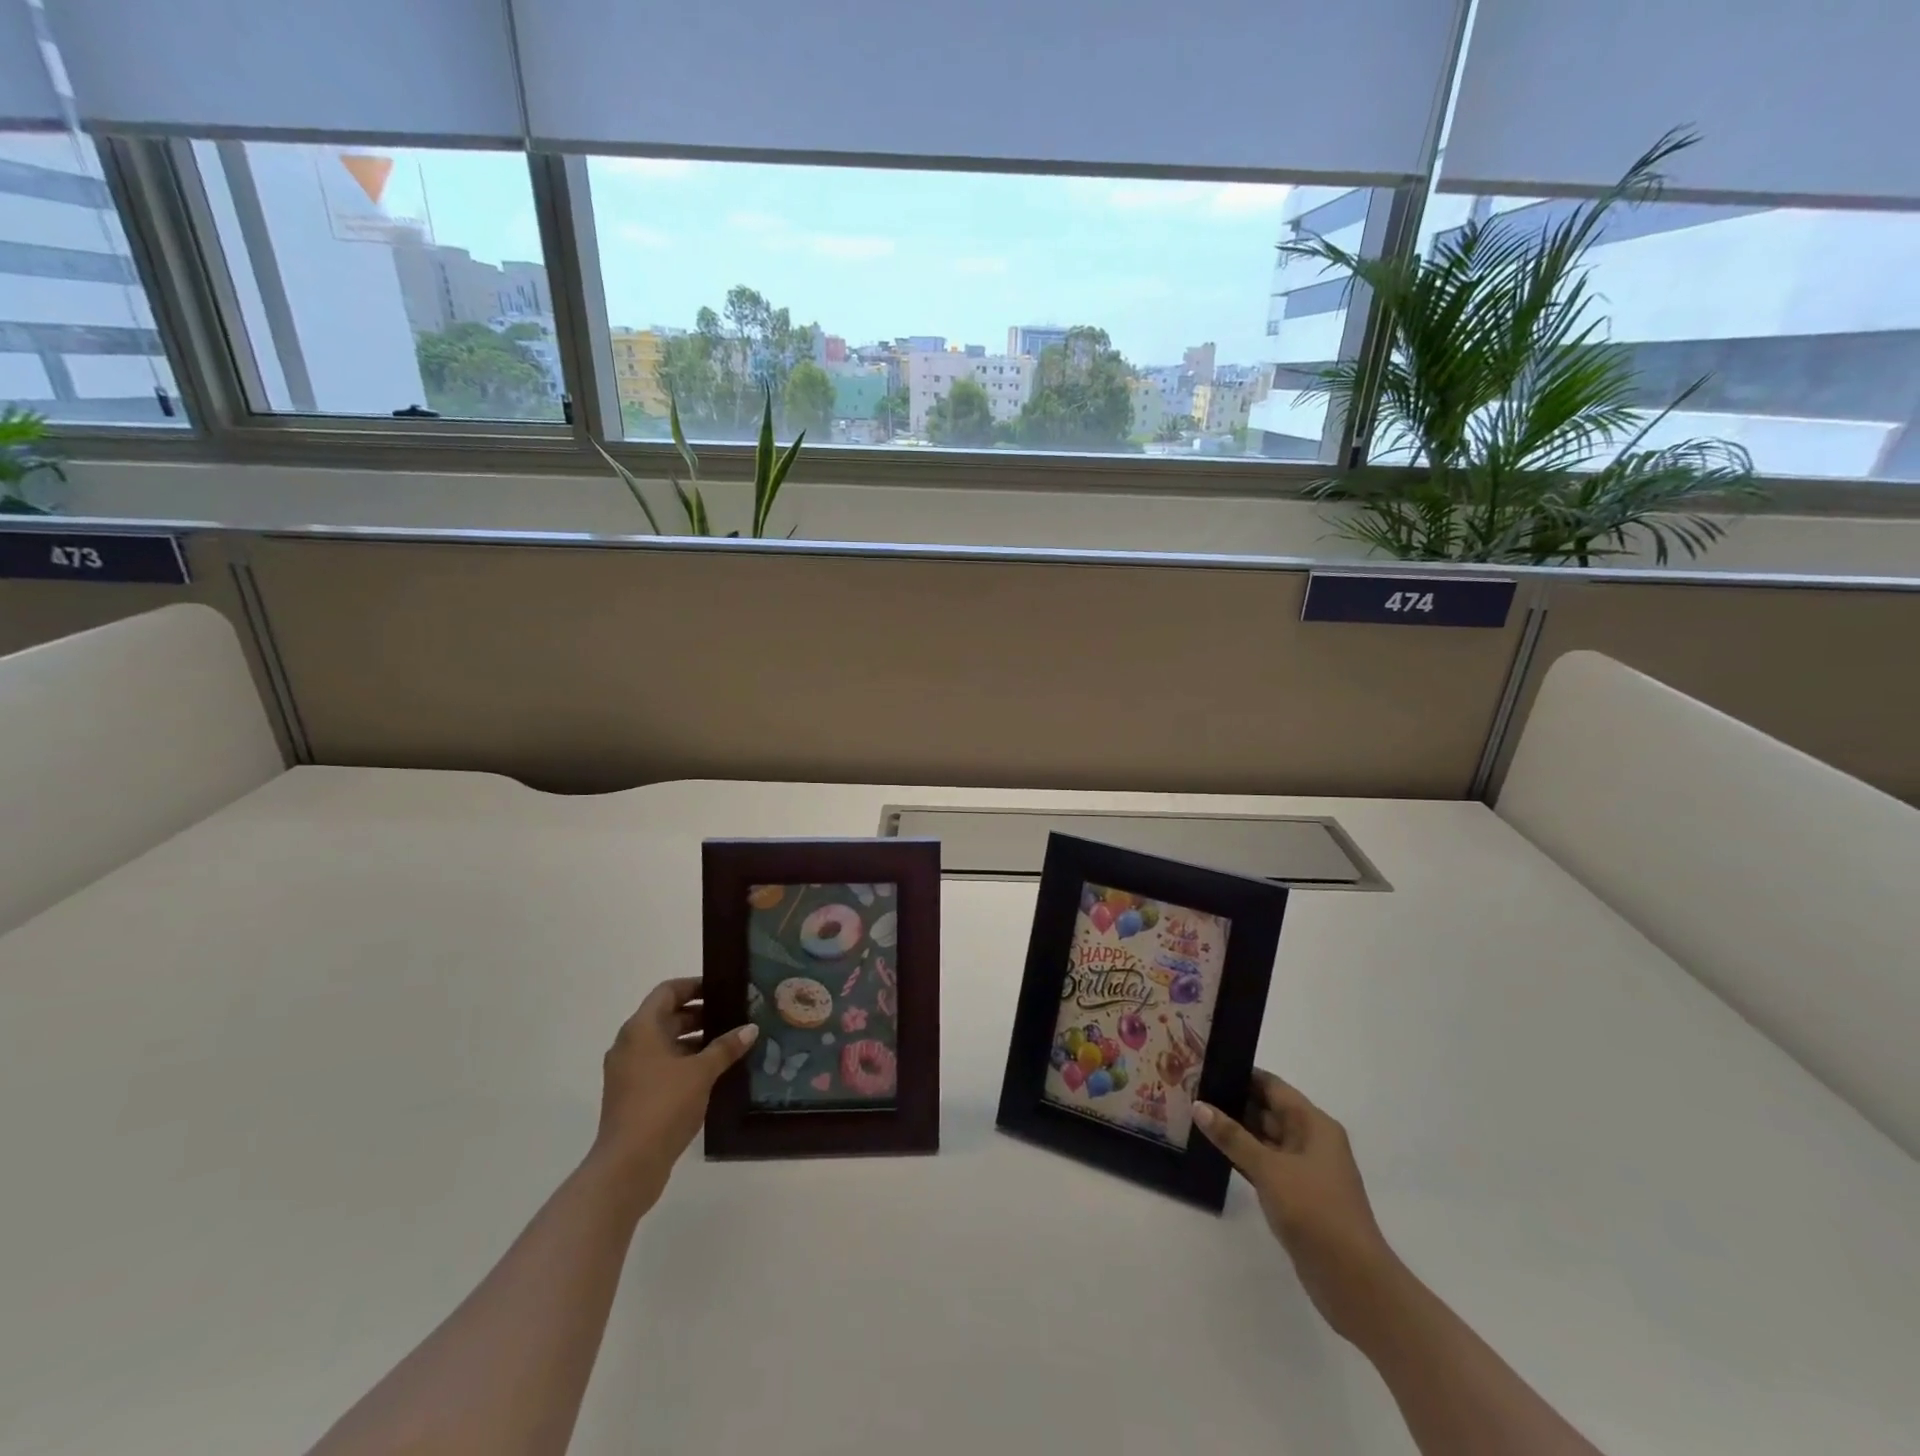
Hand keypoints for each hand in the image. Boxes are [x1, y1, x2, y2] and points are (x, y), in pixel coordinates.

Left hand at [587, 977, 756, 1216]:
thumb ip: (726, 1047)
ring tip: (730, 1044)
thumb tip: (750, 1028)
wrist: (627, 1166)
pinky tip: (713, 1073)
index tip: (723, 989)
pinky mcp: (633, 1095)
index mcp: (641, 1029)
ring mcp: (629, 1072)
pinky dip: (685, 1062)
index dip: (695, 985)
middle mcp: (630, 1044)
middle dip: (701, 1014)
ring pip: (665, 1043)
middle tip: (735, 1016)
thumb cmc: (663, 1106)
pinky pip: (661, 1066)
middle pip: (667, 1016)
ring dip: (695, 1040)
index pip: (668, 991)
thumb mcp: (701, 1072)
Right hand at [1195, 1070, 1402, 1343]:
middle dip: (1232, 1101)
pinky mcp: (1296, 1196)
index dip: (1241, 1074)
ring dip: (1234, 1131)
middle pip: (1267, 1110)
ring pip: (1263, 1139)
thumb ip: (1233, 1137)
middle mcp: (1310, 1141)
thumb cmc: (1315, 1211)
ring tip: (1194, 1116)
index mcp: (1313, 1124)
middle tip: (1191, 1090)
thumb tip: (1199, 1105)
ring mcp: (1304, 1170)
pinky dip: (1242, 1157)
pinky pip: (1263, 1165)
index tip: (1205, 1066)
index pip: (1272, 1086)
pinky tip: (1213, 1152)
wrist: (1354, 1282)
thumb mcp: (1269, 1169)